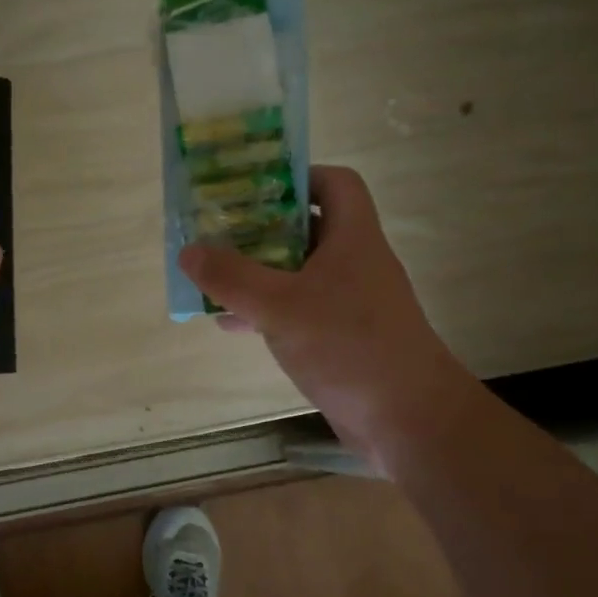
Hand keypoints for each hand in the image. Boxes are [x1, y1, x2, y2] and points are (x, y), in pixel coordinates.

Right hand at [179, 165, 469, 470]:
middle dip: (261, 227)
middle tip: (218, 230)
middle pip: (308, 227)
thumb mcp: (280, 306)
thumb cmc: (349, 347)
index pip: (336, 183)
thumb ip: (231, 278)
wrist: (408, 420)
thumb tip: (189, 252)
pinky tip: (230, 324)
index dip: (298, 176)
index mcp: (352, 238)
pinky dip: (265, 311)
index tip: (254, 187)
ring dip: (257, 272)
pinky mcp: (342, 338)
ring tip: (213, 276)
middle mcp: (354, 263)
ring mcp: (349, 303)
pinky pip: (297, 311)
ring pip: (297, 272)